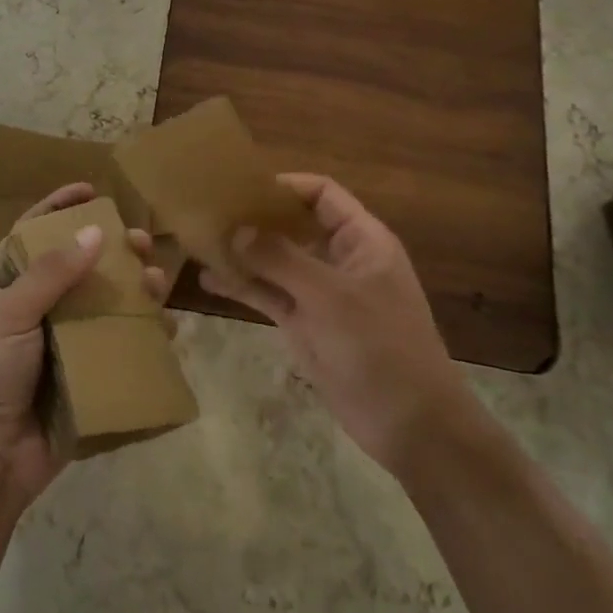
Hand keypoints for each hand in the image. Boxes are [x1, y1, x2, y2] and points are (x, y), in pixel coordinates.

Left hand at [0, 183, 166, 510]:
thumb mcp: (10, 314)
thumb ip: (51, 273)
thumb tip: (95, 232)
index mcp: (12, 287)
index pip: (35, 234)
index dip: (60, 207)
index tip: (91, 190)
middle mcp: (42, 308)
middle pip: (83, 266)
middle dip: (114, 250)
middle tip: (142, 242)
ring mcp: (67, 342)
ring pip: (108, 303)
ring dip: (136, 289)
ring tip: (158, 284)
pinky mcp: (89, 375)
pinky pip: (122, 346)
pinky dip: (146, 335)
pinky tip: (166, 329)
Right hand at [200, 173, 469, 475]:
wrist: (412, 426)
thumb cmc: (381, 347)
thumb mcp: (331, 297)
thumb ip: (282, 259)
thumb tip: (237, 229)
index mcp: (362, 240)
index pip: (322, 194)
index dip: (285, 186)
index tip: (242, 187)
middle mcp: (339, 259)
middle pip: (293, 225)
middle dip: (255, 218)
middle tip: (211, 211)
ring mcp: (321, 293)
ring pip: (276, 261)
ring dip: (243, 252)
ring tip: (200, 241)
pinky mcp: (306, 324)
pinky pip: (269, 295)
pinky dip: (243, 286)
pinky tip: (209, 280)